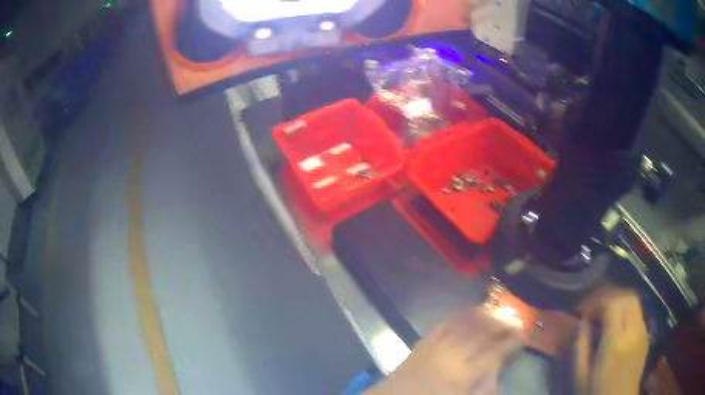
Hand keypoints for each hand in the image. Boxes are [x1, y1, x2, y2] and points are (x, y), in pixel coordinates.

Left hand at [367, 308, 524, 394]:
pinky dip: (460, 315)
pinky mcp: (423, 341)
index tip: (524, 333)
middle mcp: (453, 355)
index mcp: (464, 374)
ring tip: (498, 310)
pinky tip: (470, 311)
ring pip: (466, 323)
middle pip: (483, 333)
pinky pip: (444, 323)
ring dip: (484, 315)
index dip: (513, 340)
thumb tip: (498, 369)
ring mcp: (436, 345)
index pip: (496, 351)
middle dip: (502, 323)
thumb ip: (484, 386)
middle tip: (515, 317)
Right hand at [574, 287, 649, 394]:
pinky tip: (617, 325)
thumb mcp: (581, 375)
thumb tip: (582, 321)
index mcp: (615, 344)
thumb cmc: (596, 392)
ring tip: (605, 314)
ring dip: (619, 301)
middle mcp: (634, 332)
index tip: (586, 310)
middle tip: (595, 308)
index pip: (613, 304)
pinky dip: (626, 310)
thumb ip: (580, 346)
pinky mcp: (646, 334)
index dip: (599, 300)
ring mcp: (643, 332)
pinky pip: (638, 312)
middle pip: (627, 296)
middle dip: (610, 296)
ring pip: (635, 301)